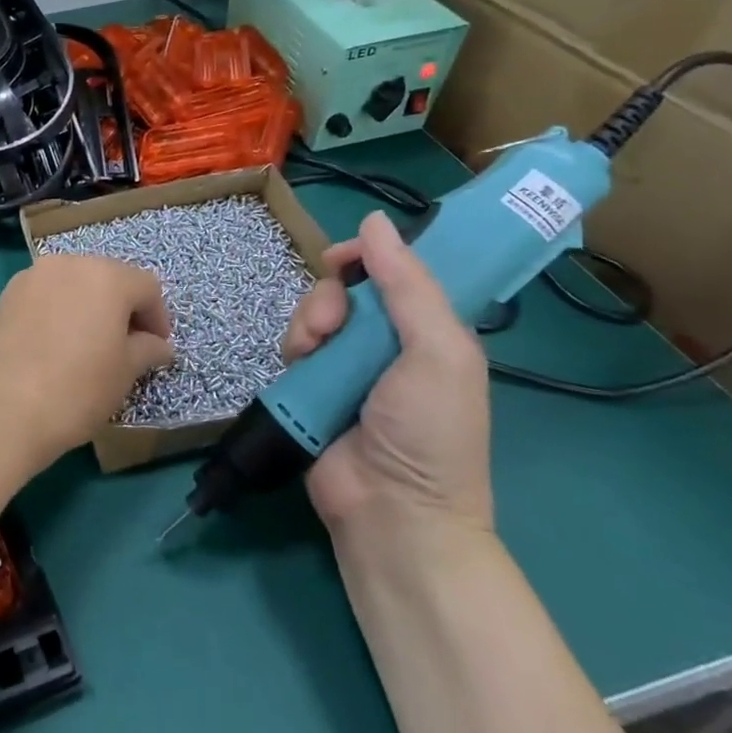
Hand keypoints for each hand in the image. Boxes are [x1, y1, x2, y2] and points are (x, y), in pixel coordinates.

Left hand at [0, 255, 173, 474]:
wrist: (3, 409)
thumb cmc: (77, 389)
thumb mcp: (125, 372)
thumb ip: (148, 349)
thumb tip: (159, 345)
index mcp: (106, 276)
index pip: (147, 288)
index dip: (158, 319)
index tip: (156, 350)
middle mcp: (70, 263)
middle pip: (109, 277)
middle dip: (123, 308)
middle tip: (127, 346)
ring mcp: (34, 275)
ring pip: (75, 283)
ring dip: (90, 306)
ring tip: (90, 345)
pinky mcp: (8, 294)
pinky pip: (47, 294)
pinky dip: (60, 309)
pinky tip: (57, 343)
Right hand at [281, 212, 492, 534]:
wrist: (391, 512)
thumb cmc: (429, 432)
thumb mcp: (437, 352)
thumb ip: (409, 286)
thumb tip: (374, 220)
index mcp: (430, 331)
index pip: (399, 272)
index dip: (371, 257)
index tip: (345, 257)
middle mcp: (389, 343)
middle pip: (348, 289)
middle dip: (330, 296)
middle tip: (331, 323)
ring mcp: (347, 367)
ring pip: (316, 314)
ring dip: (308, 323)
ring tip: (313, 352)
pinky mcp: (312, 387)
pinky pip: (294, 346)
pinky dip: (293, 349)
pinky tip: (299, 367)